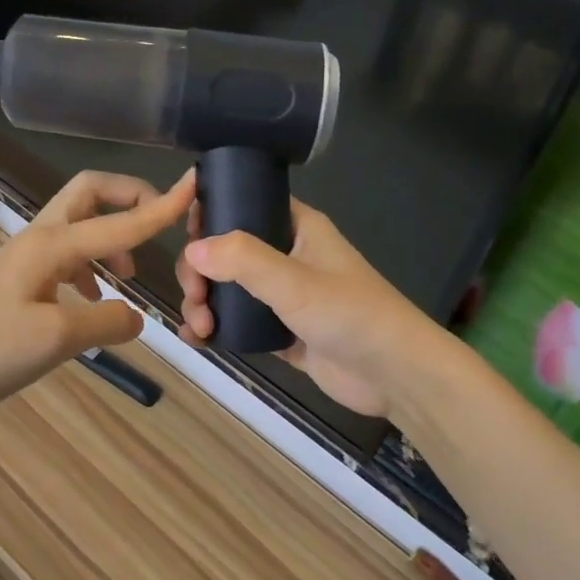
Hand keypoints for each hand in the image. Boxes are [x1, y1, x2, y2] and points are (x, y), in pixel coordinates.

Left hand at [0, 168, 194, 422]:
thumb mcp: (57, 339)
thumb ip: (107, 320)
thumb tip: (136, 316)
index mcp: (52, 245)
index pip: (120, 221)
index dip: (160, 206)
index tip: (195, 186)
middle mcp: (40, 240)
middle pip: (89, 194)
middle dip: (127, 198)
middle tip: (157, 222)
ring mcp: (26, 260)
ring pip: (79, 227)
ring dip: (111, 238)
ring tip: (129, 278)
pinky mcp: (18, 283)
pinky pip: (66, 258)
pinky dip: (92, 268)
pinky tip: (95, 302)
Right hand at [176, 198, 430, 418]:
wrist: (394, 375)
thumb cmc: (350, 314)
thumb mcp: (294, 281)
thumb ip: (242, 260)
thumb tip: (192, 249)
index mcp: (296, 227)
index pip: (243, 204)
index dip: (210, 215)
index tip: (185, 237)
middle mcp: (286, 255)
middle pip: (226, 251)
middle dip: (201, 272)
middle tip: (195, 297)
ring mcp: (283, 295)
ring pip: (228, 288)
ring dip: (204, 302)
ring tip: (199, 327)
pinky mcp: (281, 331)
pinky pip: (238, 321)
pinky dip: (216, 327)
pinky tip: (197, 340)